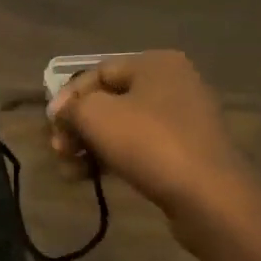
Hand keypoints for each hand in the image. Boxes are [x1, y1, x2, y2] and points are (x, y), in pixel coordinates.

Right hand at [47, 51, 253, 234]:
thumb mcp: (95, 116)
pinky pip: (140, 147)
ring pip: (121, 127)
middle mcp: (173, 84)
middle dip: (78, 127)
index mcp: (155, 64)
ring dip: (90, 146)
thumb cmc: (149, 143)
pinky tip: (92, 178)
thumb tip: (62, 112)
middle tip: (60, 152)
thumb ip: (70, 107)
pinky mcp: (186, 152)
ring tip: (71, 172)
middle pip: (108, 101)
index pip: (96, 73)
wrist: (209, 196)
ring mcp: (183, 119)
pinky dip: (113, 158)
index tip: (52, 127)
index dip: (67, 98)